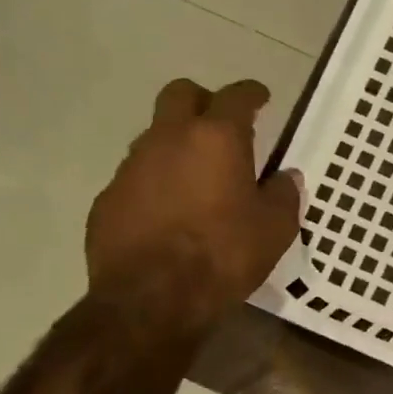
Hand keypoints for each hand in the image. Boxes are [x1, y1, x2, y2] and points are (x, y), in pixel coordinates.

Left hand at [86, 79, 301, 332]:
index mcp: (216, 138)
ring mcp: (131, 168)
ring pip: (154, 136)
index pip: (236, 96)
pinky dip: (156, 183)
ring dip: (177, 145)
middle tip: (222, 125)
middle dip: (203, 101)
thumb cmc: (225, 254)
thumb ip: (284, 194)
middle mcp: (169, 140)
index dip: (252, 93)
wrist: (151, 300)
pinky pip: (136, 177)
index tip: (262, 98)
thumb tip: (285, 177)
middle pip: (180, 94)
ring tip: (197, 177)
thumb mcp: (276, 228)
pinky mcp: (107, 200)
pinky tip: (169, 214)